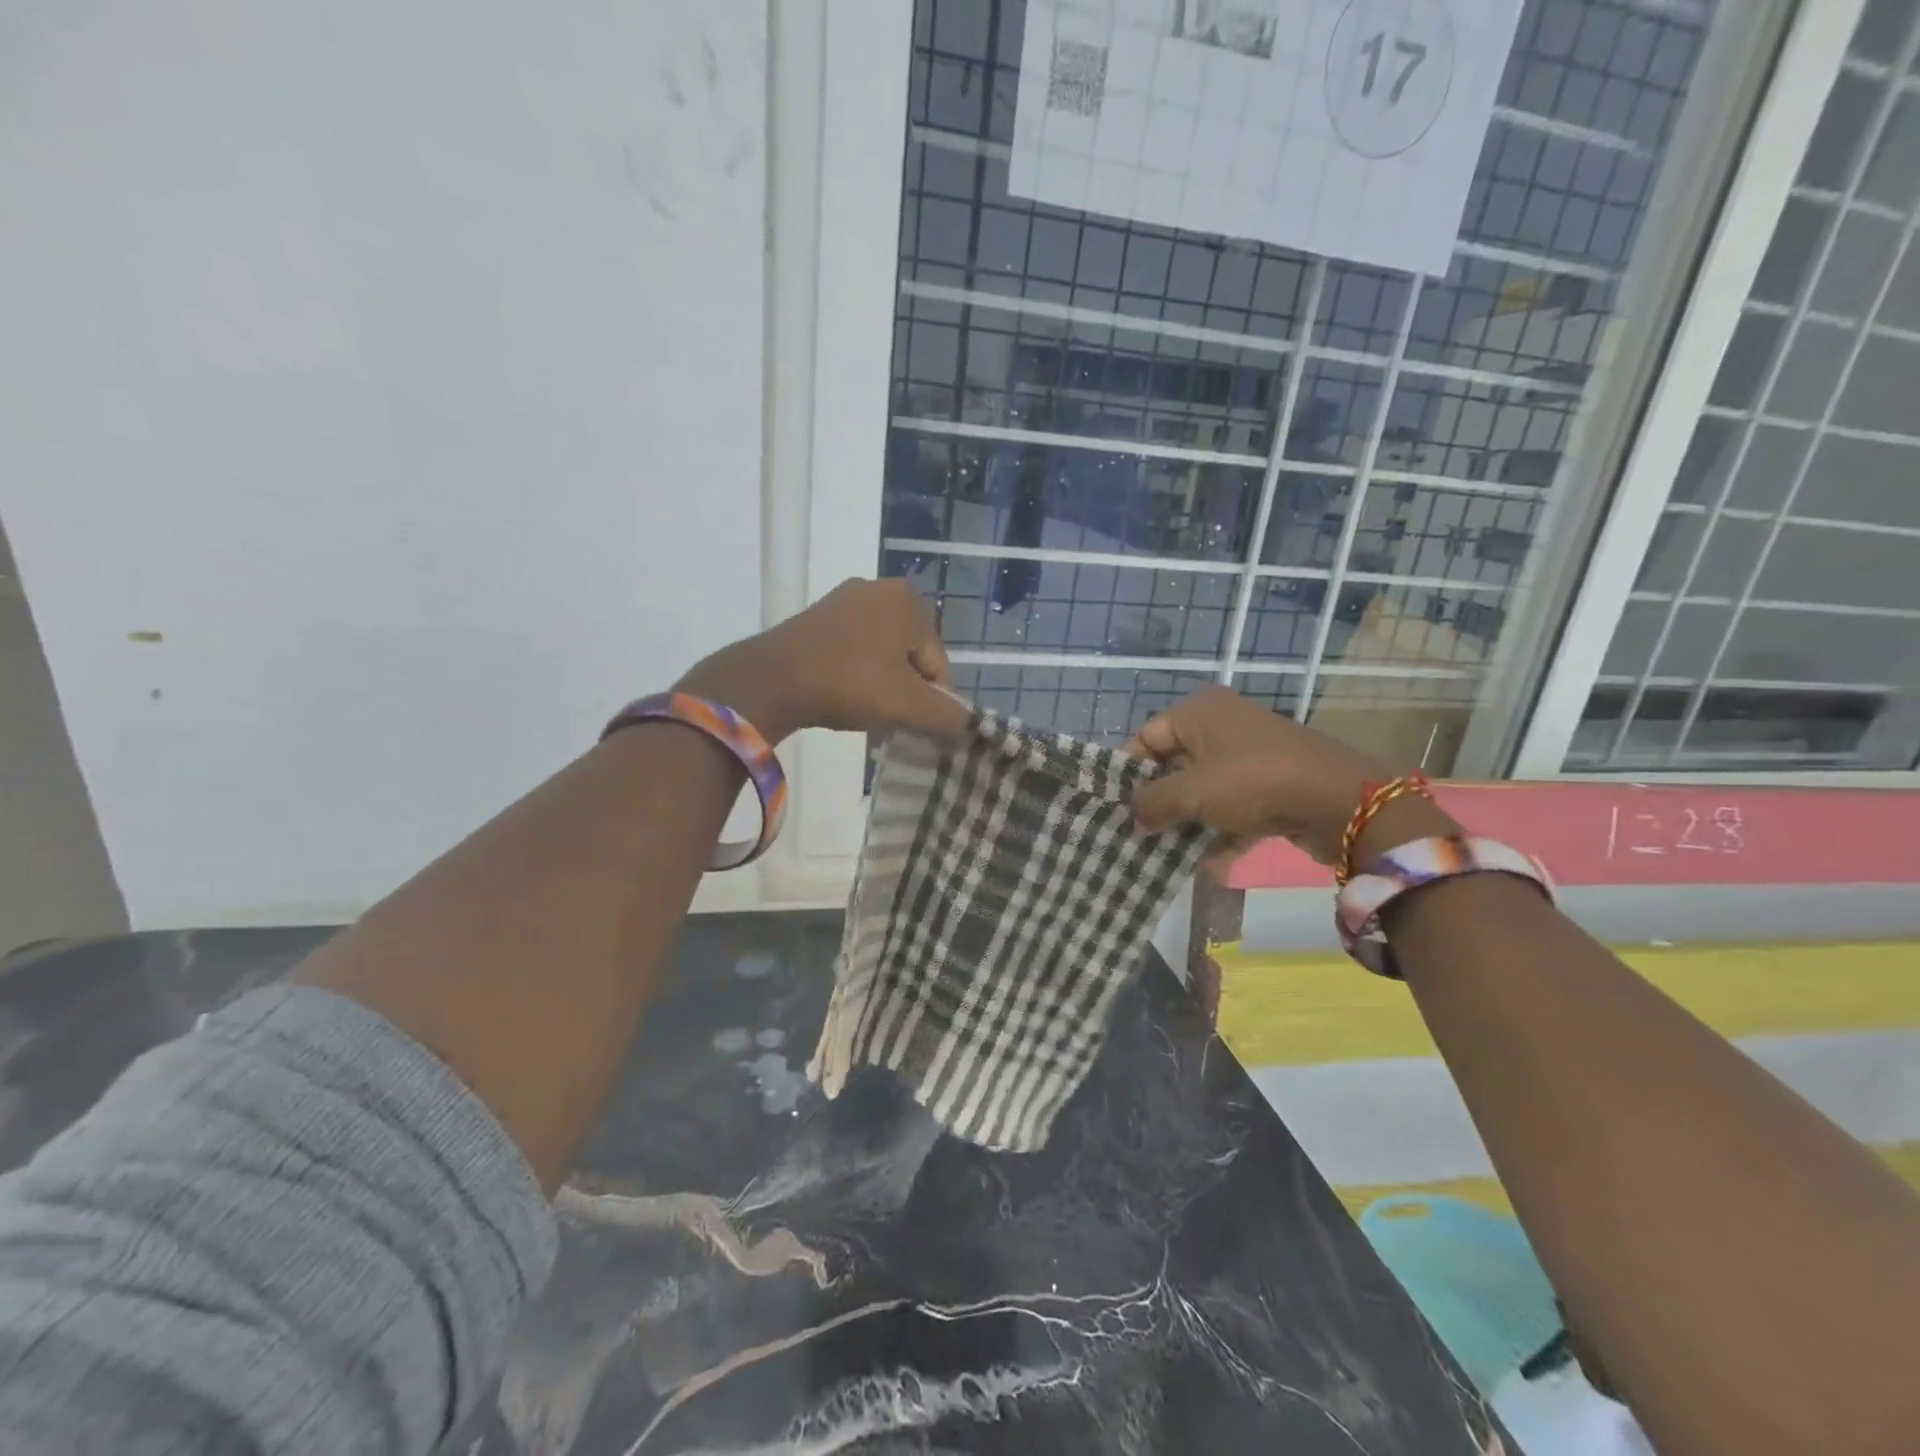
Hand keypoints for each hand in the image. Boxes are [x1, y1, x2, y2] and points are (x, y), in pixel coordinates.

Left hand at [677, 578, 968, 745]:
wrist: (770, 680)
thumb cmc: (849, 684)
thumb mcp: (907, 707)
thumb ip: (947, 719)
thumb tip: (969, 730)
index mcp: (909, 601)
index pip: (938, 665)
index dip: (930, 702)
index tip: (908, 725)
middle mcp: (880, 589)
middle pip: (911, 658)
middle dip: (904, 693)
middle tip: (885, 722)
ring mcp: (845, 599)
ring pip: (882, 656)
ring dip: (880, 688)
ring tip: (862, 714)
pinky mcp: (817, 615)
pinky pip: (853, 650)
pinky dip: (855, 676)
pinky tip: (841, 698)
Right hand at [1125, 685, 1458, 865]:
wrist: (1341, 801)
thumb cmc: (1252, 781)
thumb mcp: (1192, 792)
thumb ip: (1152, 803)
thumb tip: (1132, 817)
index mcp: (1199, 712)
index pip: (1146, 737)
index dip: (1128, 772)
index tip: (1114, 807)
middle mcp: (1223, 726)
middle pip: (1174, 766)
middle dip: (1158, 803)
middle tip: (1137, 834)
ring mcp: (1251, 756)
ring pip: (1205, 791)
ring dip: (1188, 824)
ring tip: (1165, 856)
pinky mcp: (1274, 786)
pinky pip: (1234, 809)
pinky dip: (1221, 835)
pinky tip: (1209, 868)